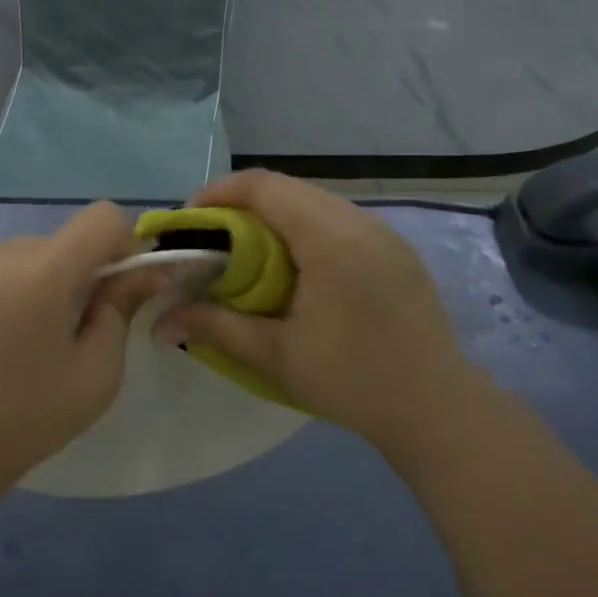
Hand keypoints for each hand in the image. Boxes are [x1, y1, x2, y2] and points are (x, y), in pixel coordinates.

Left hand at [0, 201, 144, 493]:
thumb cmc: (31, 415)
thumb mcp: (98, 370)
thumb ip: (123, 307)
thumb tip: (150, 269)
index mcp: (42, 274)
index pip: (102, 217)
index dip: (124, 244)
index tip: (121, 288)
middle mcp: (4, 254)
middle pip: (68, 237)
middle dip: (86, 269)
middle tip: (81, 325)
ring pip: (38, 249)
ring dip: (53, 276)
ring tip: (38, 333)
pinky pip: (6, 262)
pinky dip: (21, 283)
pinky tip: (9, 330)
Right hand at [159, 170, 471, 455]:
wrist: (440, 410)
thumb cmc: (354, 381)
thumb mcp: (276, 355)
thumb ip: (215, 327)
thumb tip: (157, 322)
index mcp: (330, 237)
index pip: (264, 186)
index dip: (219, 192)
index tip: (190, 221)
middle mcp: (359, 220)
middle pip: (288, 188)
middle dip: (241, 204)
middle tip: (212, 239)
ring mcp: (383, 232)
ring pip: (314, 201)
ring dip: (274, 215)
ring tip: (248, 252)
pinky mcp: (396, 249)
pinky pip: (339, 219)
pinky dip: (304, 228)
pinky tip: (295, 267)